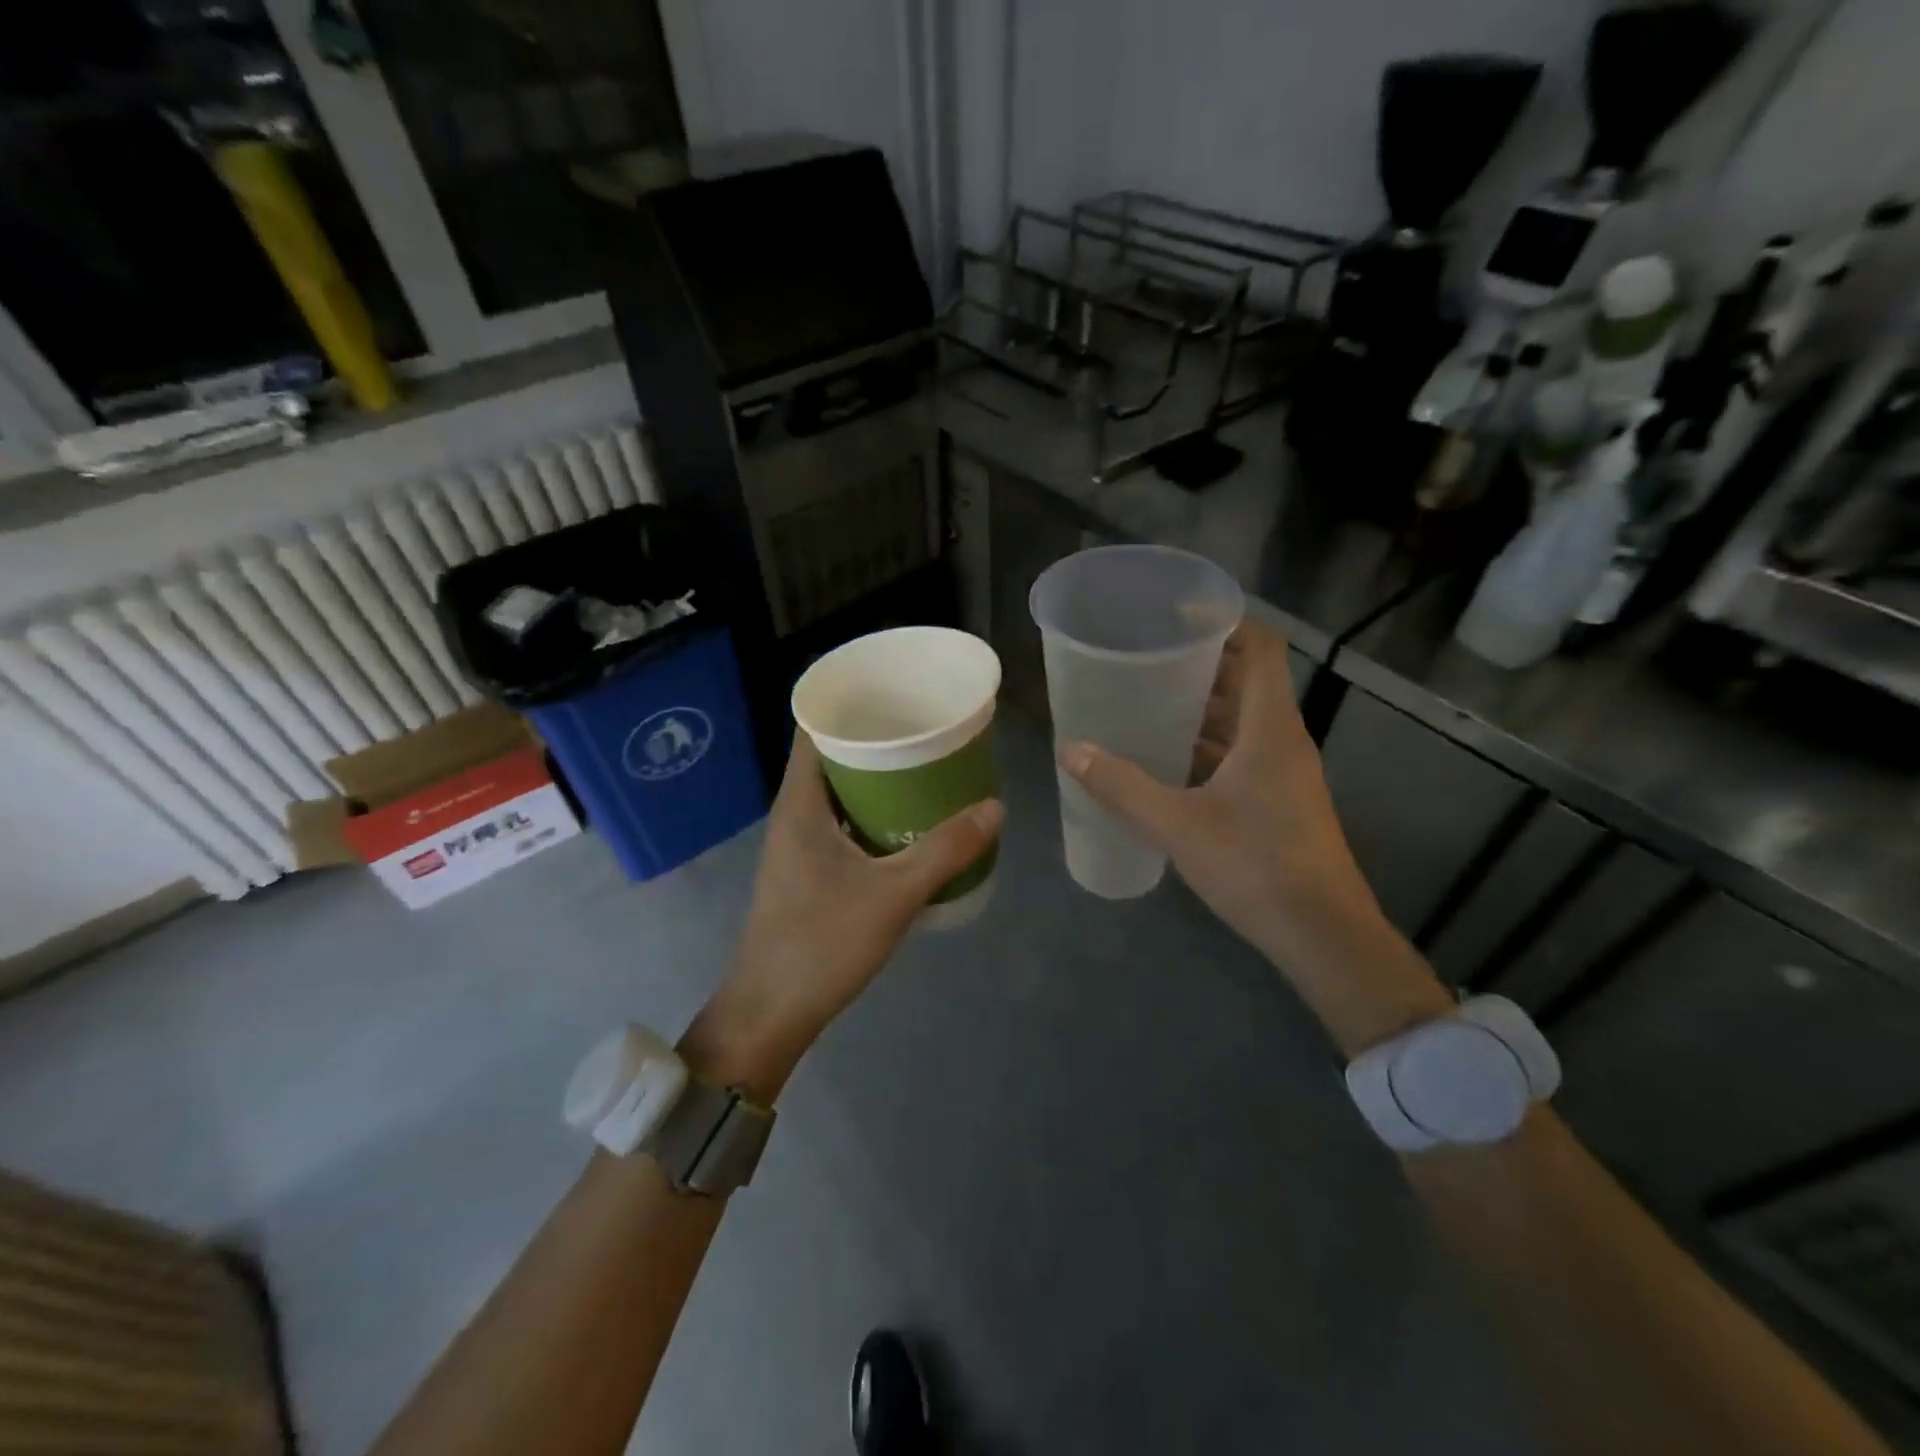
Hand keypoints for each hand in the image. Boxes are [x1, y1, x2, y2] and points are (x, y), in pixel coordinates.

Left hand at [684, 735, 1002, 1100]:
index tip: (896, 691)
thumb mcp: (894, 894)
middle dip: (878, 739)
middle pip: (833, 756)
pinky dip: (874, 812)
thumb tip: (995, 807)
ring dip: (879, 779)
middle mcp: (794, 813)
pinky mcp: (809, 870)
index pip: (815, 727)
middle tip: (929, 729)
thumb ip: (947, 850)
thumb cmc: (822, 943)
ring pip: (840, 792)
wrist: (771, 1012)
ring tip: (929, 768)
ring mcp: (799, 844)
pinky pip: (844, 822)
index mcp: (800, 802)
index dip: (850, 702)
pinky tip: (911, 823)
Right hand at [1057, 622, 1450, 1050]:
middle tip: (1143, 660)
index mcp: (1270, 728)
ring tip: (1146, 704)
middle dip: (1198, 665)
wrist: (1323, 936)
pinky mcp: (1281, 801)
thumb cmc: (1255, 867)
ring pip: (1244, 721)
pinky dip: (1208, 746)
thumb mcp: (1178, 825)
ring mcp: (1286, 772)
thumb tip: (1070, 750)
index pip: (1261, 648)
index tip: (1175, 615)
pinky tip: (1168, 762)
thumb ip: (1122, 786)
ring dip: (1201, 709)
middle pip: (1247, 680)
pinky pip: (1243, 754)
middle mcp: (1283, 740)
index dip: (1224, 622)